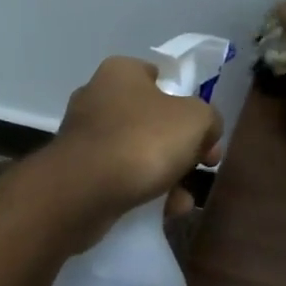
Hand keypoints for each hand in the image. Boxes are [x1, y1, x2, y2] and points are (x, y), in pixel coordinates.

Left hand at [47, 56, 224, 242]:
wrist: (84, 192)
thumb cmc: (143, 141)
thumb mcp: (197, 120)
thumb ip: (209, 119)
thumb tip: (206, 132)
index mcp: (121, 73)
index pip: (161, 77)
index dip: (189, 104)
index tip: (205, 133)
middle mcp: (97, 98)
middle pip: (153, 120)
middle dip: (181, 148)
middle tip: (202, 167)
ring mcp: (84, 137)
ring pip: (138, 153)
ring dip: (166, 176)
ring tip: (181, 201)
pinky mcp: (77, 172)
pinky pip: (120, 178)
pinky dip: (142, 192)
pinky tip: (162, 212)